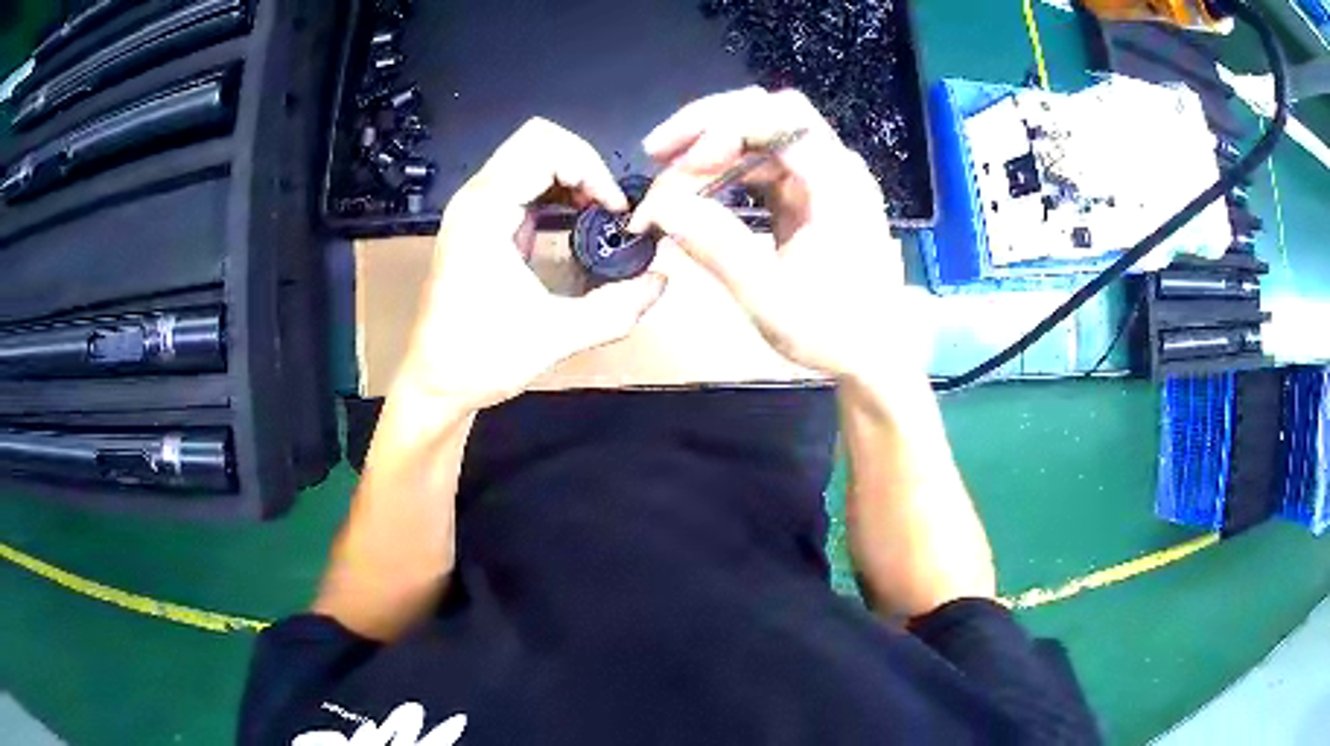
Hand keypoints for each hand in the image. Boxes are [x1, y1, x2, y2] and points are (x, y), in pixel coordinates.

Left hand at [395, 118, 667, 409]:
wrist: (435, 383)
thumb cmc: (481, 360)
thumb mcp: (556, 337)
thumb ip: (617, 309)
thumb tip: (662, 281)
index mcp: (484, 214)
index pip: (544, 147)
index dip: (591, 169)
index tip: (613, 212)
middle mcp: (476, 198)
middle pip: (538, 139)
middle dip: (585, 164)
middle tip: (608, 207)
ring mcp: (475, 207)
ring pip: (531, 154)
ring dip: (573, 174)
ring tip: (598, 213)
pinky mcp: (481, 221)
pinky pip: (524, 180)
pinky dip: (558, 189)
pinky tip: (577, 220)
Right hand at [629, 88, 919, 380]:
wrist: (875, 356)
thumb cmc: (833, 331)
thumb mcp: (770, 296)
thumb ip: (715, 246)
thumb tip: (658, 206)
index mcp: (836, 182)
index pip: (777, 116)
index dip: (719, 127)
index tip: (677, 164)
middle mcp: (833, 167)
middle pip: (767, 112)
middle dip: (707, 125)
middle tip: (657, 153)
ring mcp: (823, 179)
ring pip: (761, 135)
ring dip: (712, 147)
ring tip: (669, 179)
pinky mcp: (811, 195)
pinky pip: (764, 163)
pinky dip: (727, 170)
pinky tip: (699, 190)